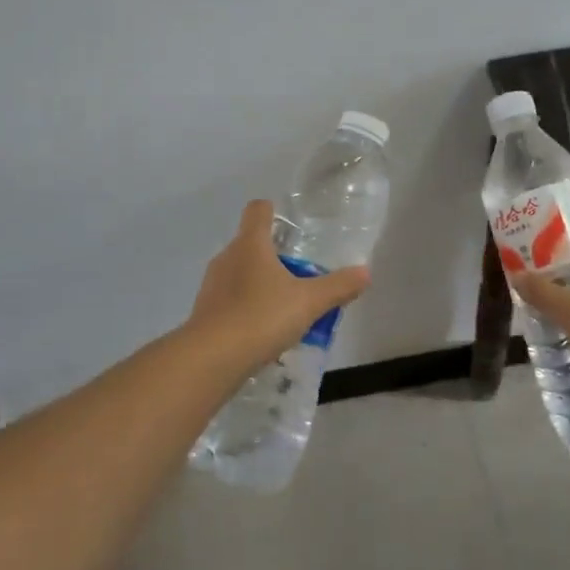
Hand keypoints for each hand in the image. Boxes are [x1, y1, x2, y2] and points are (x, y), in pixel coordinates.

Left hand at [186, 200, 371, 370]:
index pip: (257, 210)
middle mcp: (227, 257)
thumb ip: (337, 287)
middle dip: (272, 255)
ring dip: (258, 284)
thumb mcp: (308, 302)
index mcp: (250, 244)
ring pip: (238, 273)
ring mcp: (211, 285)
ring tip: (283, 306)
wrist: (211, 359)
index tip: (289, 226)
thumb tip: (364, 273)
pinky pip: (229, 301)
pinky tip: (262, 331)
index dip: (272, 211)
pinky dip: (245, 308)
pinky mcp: (204, 312)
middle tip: (298, 274)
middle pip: (249, 243)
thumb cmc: (261, 317)